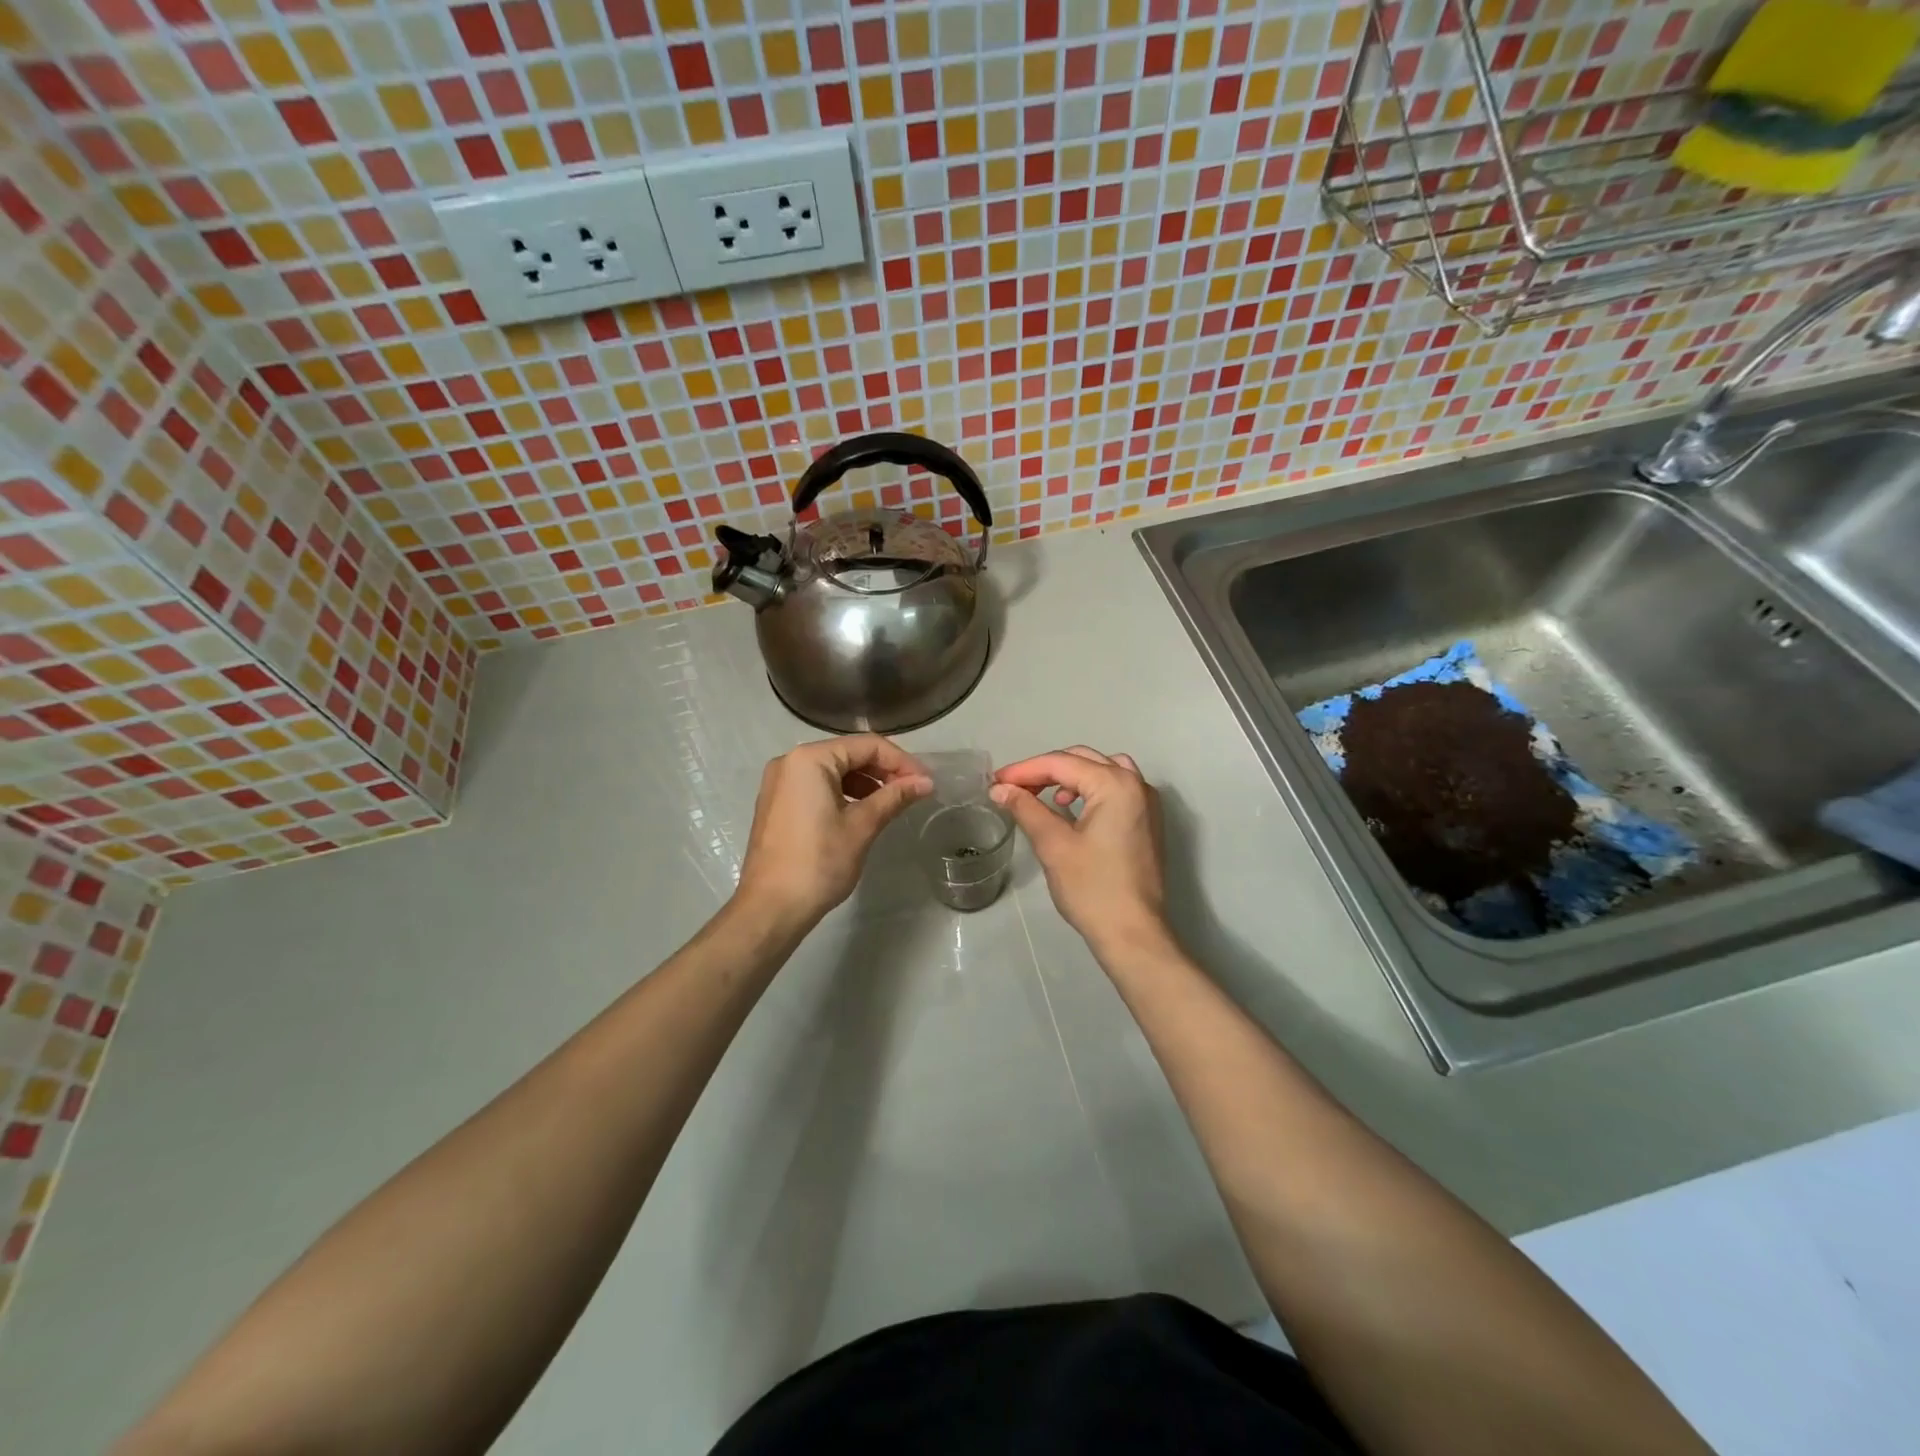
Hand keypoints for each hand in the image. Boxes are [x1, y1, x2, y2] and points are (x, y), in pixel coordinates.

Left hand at [735, 736, 931, 927]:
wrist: (771, 908)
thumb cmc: (819, 863)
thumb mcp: (862, 826)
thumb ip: (894, 797)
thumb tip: (926, 782)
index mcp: (809, 759)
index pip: (866, 745)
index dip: (901, 761)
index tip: (926, 782)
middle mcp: (790, 762)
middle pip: (848, 754)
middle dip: (884, 771)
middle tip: (913, 793)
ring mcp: (780, 784)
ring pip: (834, 771)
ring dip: (866, 783)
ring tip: (892, 804)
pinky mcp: (778, 804)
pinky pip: (818, 787)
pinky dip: (844, 794)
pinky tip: (864, 813)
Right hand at [991, 747, 1169, 957]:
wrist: (1133, 934)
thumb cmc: (1092, 889)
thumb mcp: (1053, 845)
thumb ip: (1026, 809)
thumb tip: (1000, 788)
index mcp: (1115, 785)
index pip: (1061, 763)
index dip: (1025, 770)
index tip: (995, 781)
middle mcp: (1136, 785)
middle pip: (1083, 760)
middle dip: (1045, 770)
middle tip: (1013, 787)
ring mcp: (1146, 803)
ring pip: (1102, 770)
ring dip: (1070, 776)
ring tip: (1044, 796)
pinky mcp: (1147, 822)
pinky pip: (1116, 789)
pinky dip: (1090, 789)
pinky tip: (1071, 810)